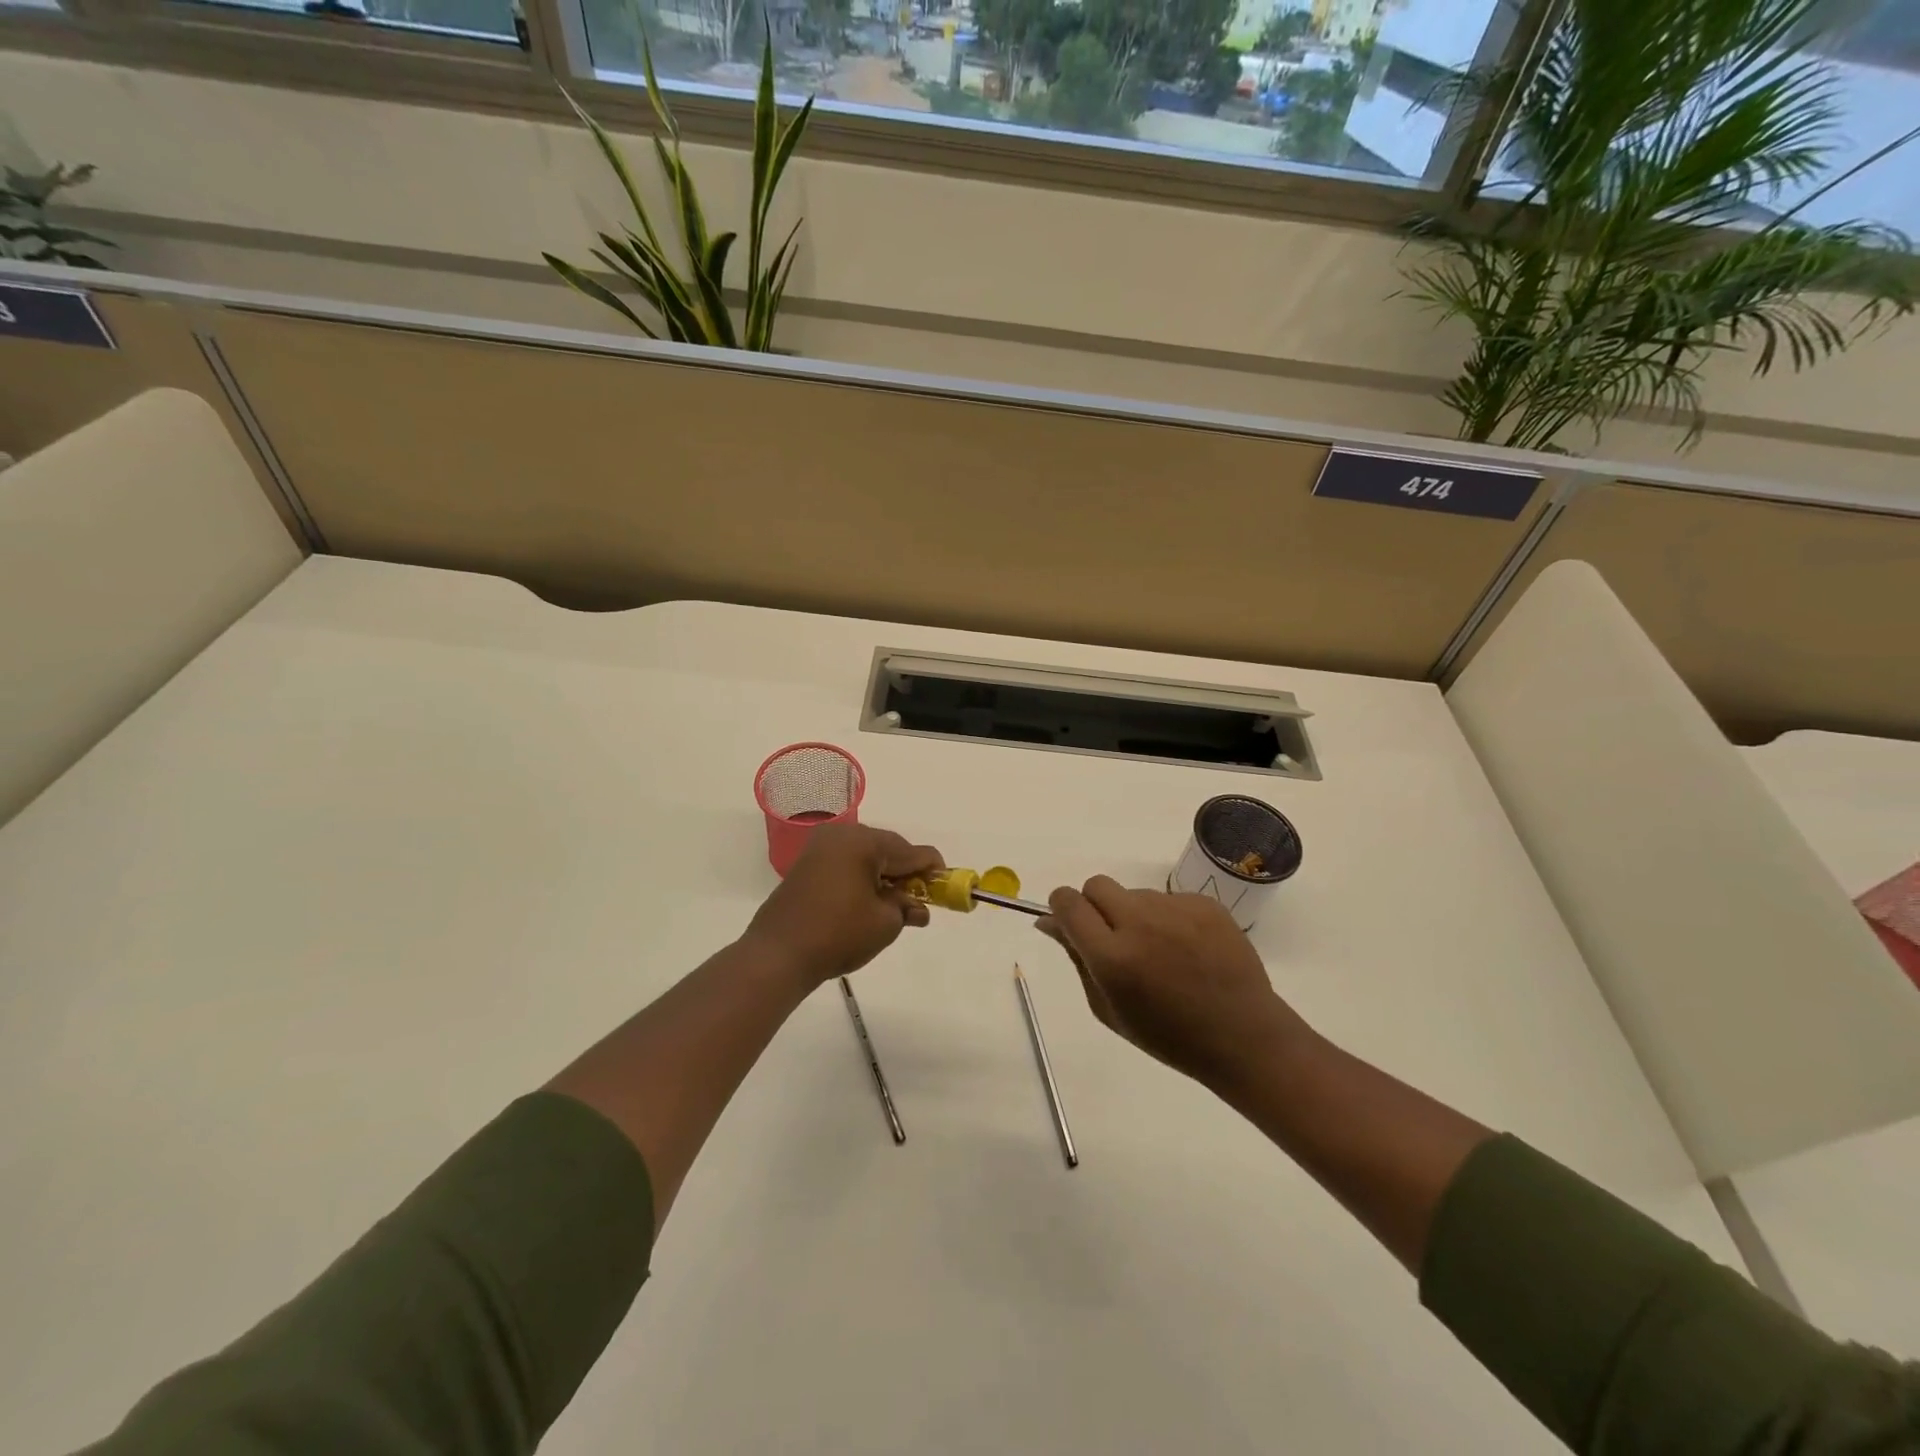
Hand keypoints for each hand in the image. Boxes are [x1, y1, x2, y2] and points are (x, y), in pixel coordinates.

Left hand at [744, 824, 942, 985]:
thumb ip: (907, 908)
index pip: (910, 850)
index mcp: (863, 842)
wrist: (777, 955)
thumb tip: (917, 908)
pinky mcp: (807, 867)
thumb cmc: (838, 934)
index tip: (946, 886)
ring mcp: (820, 850)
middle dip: (906, 874)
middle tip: (921, 901)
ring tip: (896, 907)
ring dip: (884, 878)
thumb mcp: (884, 924)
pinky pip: (846, 865)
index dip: (932, 869)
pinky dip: (863, 880)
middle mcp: (841, 836)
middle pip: (888, 850)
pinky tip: (871, 904)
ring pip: (866, 858)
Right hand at [1038, 876, 1310, 1090]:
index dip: (1062, 907)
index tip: (1069, 921)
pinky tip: (1186, 948)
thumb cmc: (1168, 1035)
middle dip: (1094, 905)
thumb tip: (1051, 923)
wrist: (1243, 1036)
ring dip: (1134, 914)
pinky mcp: (1205, 903)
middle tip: (1112, 935)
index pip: (1068, 903)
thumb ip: (1078, 960)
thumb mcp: (1108, 1009)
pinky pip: (1169, 899)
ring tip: (1161, 951)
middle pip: (1096, 885)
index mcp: (1112, 957)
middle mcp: (1141, 923)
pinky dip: (1168, 918)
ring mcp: (1176, 909)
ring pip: (1135, 894)